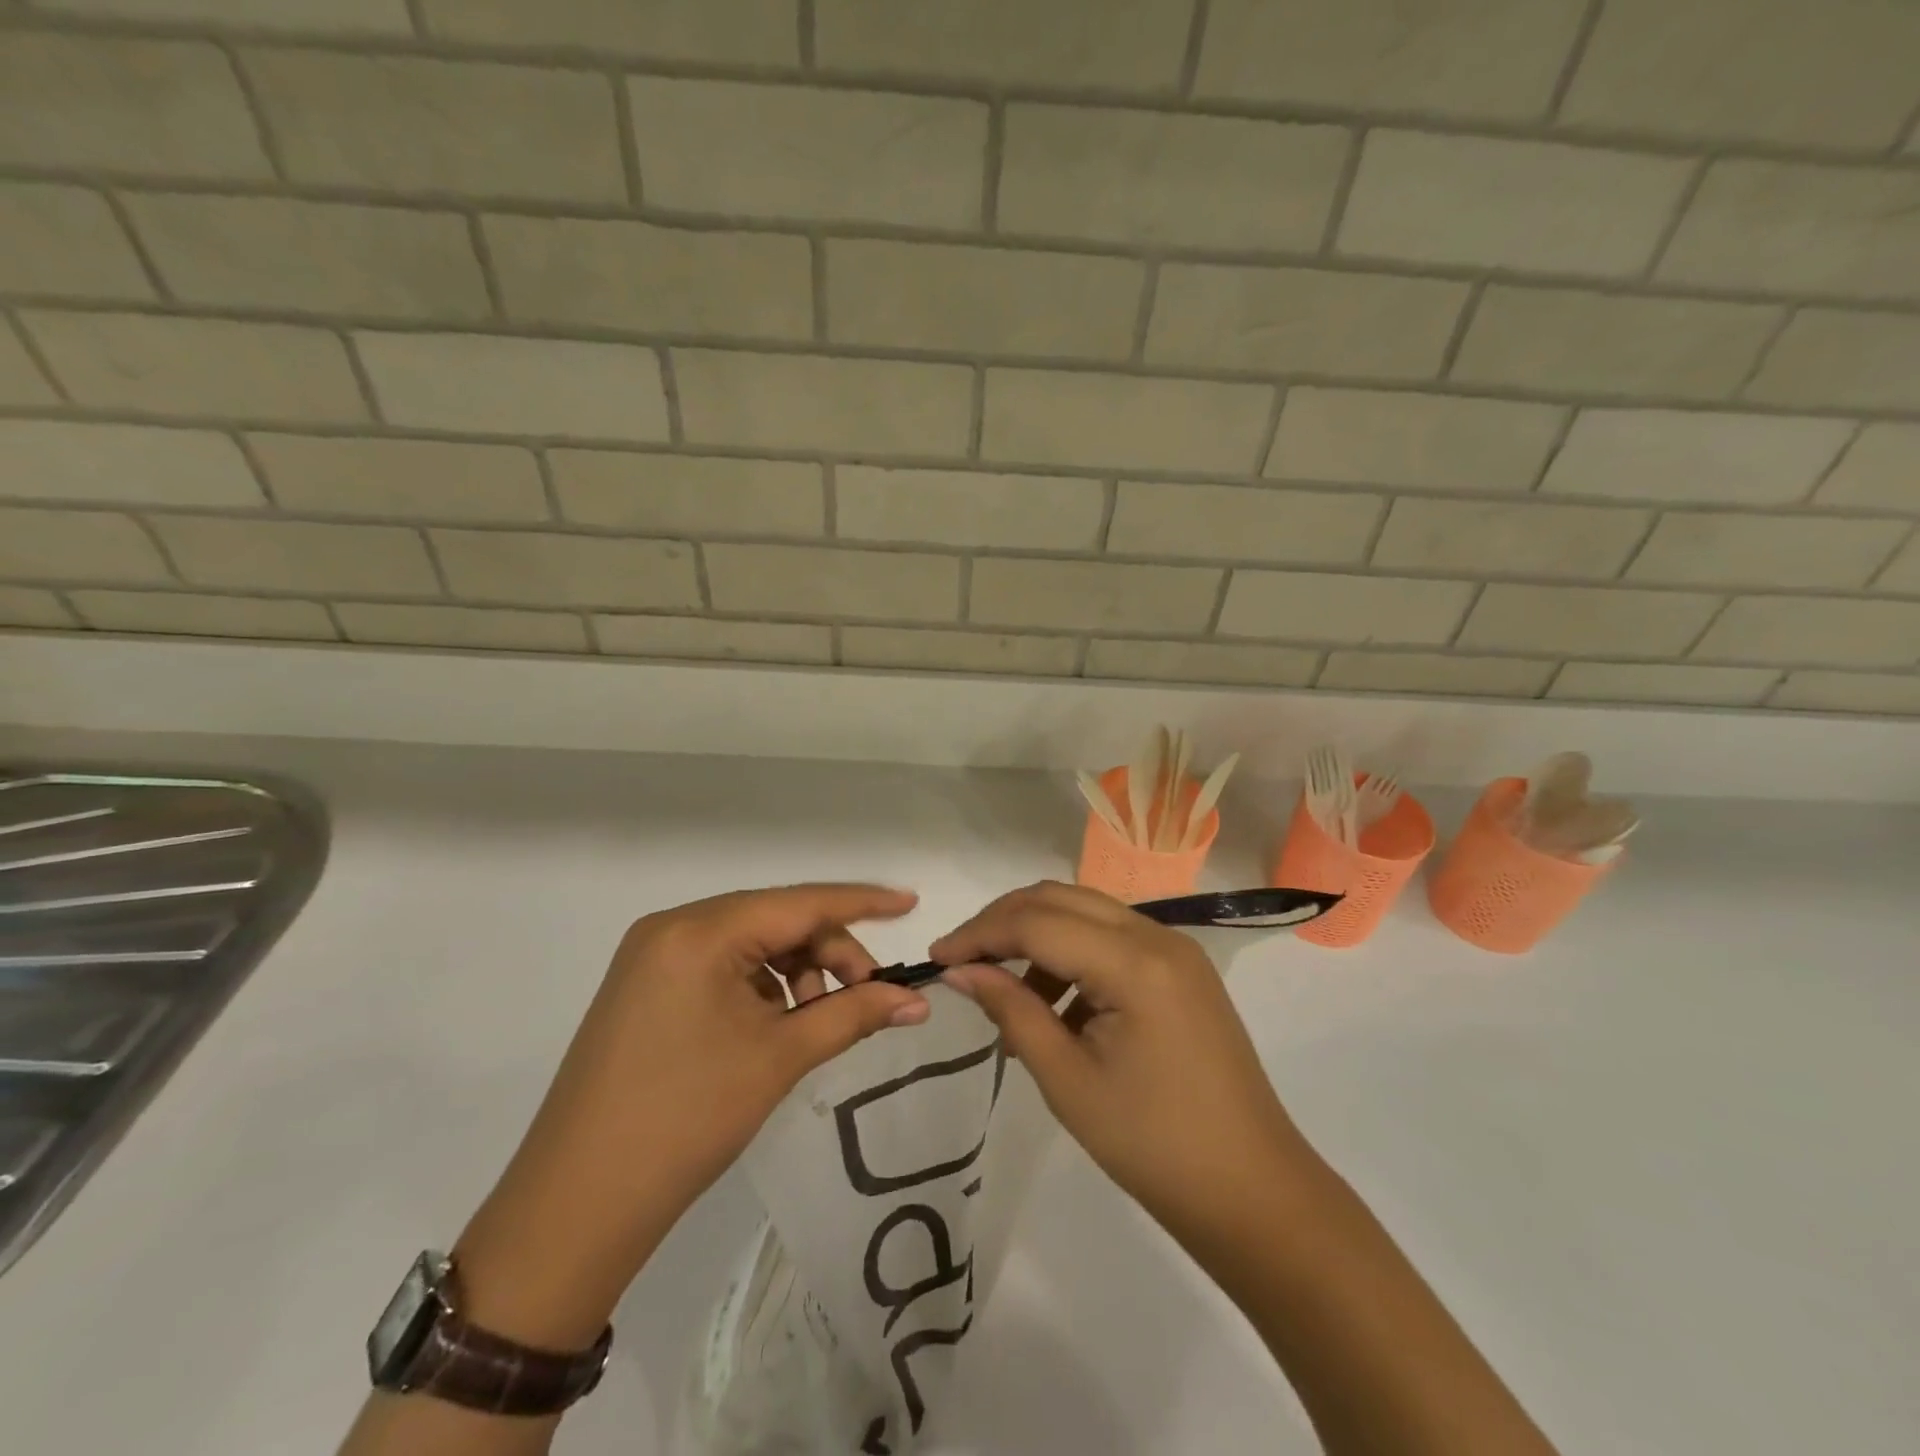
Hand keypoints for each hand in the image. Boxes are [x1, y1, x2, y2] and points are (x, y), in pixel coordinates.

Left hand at [454, 884, 929, 1347]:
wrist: (575, 1206)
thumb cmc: (686, 1119)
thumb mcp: (779, 1058)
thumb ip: (853, 1014)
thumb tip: (916, 1000)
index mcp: (700, 932)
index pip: (799, 902)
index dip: (861, 903)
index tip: (911, 903)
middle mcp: (672, 928)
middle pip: (775, 920)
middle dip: (829, 951)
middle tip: (867, 993)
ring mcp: (653, 956)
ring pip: (750, 943)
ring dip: (796, 971)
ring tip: (817, 1019)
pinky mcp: (645, 986)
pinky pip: (721, 965)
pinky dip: (761, 985)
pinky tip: (776, 1024)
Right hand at [932, 881, 1303, 1243]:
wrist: (1252, 1192)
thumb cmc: (1154, 1146)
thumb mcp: (1068, 1080)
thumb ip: (1012, 1011)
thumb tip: (961, 971)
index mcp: (1134, 962)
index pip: (1037, 922)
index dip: (979, 934)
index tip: (936, 959)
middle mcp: (1157, 936)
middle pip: (1060, 899)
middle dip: (1003, 921)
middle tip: (961, 961)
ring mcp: (1175, 949)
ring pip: (1085, 912)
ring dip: (1037, 937)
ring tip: (1008, 996)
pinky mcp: (1181, 969)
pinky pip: (1112, 938)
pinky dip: (1072, 954)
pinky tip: (1055, 1004)